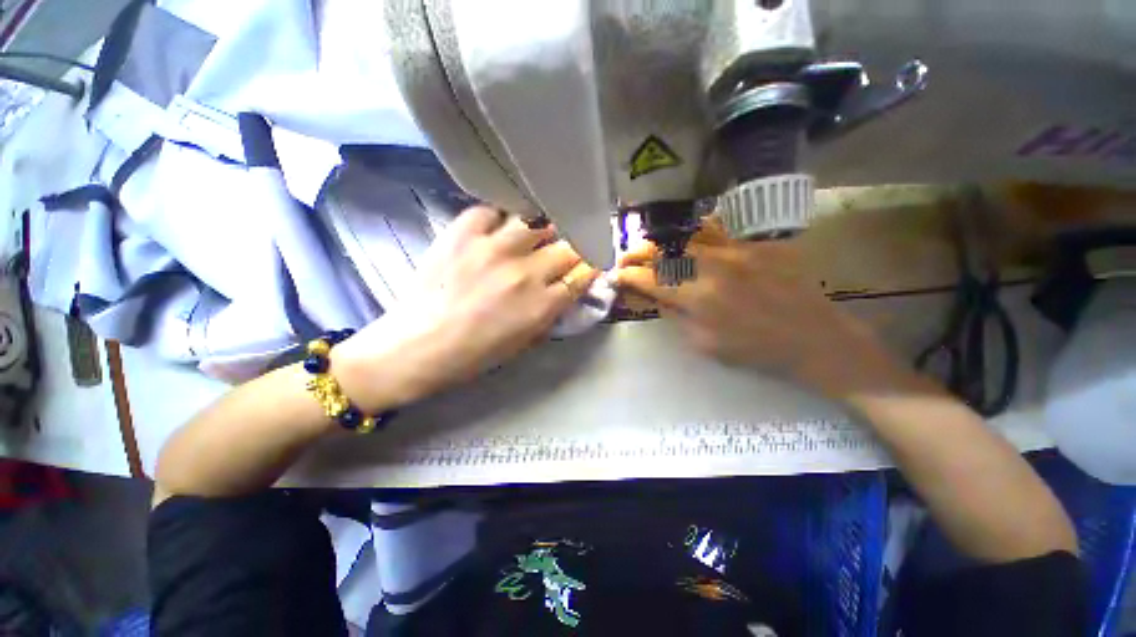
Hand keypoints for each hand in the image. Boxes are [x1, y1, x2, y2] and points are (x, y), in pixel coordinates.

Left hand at [332, 207, 599, 410]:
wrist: (418, 347)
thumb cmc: (474, 354)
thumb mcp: (524, 343)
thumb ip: (550, 314)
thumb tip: (565, 289)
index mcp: (541, 304)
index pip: (582, 275)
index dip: (591, 266)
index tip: (590, 262)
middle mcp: (524, 272)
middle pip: (567, 247)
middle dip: (573, 248)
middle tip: (565, 249)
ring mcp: (493, 248)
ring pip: (536, 222)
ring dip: (541, 229)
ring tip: (535, 234)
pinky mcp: (462, 234)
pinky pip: (491, 211)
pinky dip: (498, 218)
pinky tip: (496, 229)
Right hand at [616, 221, 901, 398]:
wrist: (815, 338)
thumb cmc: (755, 350)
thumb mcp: (704, 344)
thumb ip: (673, 315)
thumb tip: (650, 296)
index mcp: (698, 298)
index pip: (650, 279)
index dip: (628, 276)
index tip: (617, 276)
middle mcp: (713, 266)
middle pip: (663, 249)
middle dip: (637, 253)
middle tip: (627, 258)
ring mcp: (736, 250)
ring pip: (686, 234)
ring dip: (662, 240)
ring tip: (652, 247)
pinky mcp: (755, 243)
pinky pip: (717, 230)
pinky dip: (694, 233)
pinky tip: (687, 240)